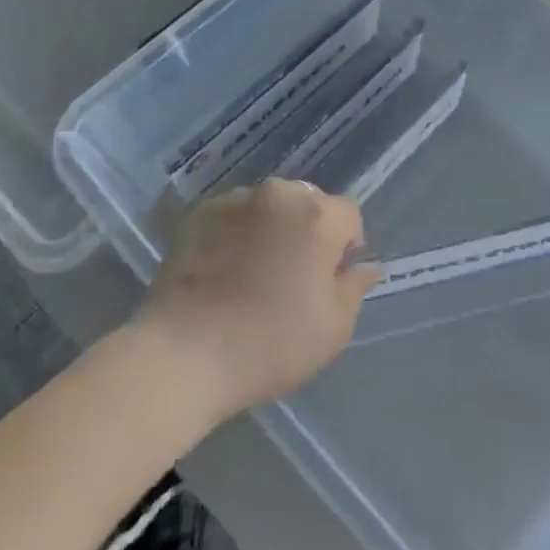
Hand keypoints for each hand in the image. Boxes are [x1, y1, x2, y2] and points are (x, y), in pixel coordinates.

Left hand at [137, 179, 377, 416]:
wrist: (184, 354)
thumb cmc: (270, 344)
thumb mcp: (333, 328)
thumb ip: (355, 287)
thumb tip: (365, 265)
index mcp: (319, 216)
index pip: (349, 215)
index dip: (346, 245)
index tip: (330, 278)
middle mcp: (280, 194)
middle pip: (308, 203)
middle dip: (307, 230)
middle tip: (292, 274)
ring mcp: (236, 199)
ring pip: (268, 206)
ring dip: (270, 227)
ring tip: (252, 271)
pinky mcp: (199, 213)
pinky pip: (232, 215)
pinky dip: (235, 232)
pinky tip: (223, 268)